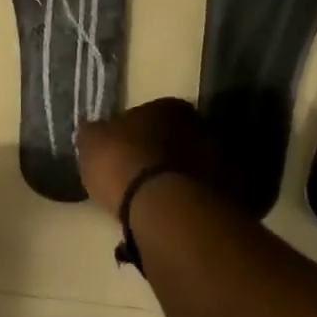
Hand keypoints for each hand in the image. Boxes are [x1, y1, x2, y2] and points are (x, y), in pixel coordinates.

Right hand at [75, 98, 220, 216]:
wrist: (161, 206)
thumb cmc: (121, 163)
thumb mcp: (91, 143)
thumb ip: (93, 132)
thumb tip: (90, 127)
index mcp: (169, 106)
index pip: (153, 111)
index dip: (138, 129)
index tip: (125, 146)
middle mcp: (199, 124)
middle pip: (176, 136)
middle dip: (162, 150)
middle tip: (141, 171)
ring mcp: (217, 157)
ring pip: (191, 162)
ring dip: (177, 173)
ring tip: (154, 196)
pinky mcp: (226, 190)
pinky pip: (202, 189)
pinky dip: (188, 196)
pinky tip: (171, 210)